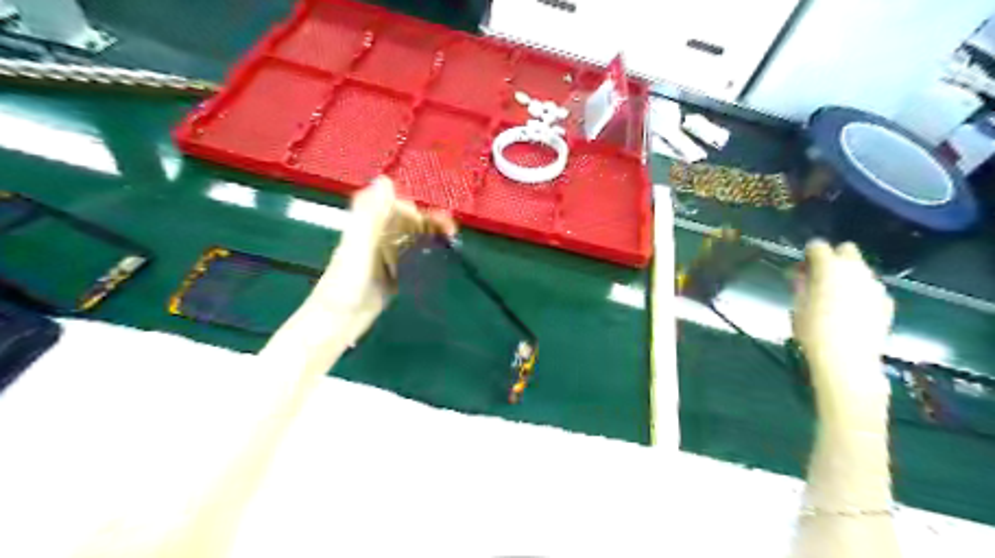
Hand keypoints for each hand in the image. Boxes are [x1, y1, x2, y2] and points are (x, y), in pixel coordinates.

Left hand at [316, 176, 456, 345]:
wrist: (337, 323)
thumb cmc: (345, 284)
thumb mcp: (357, 246)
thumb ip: (370, 214)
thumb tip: (386, 179)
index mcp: (367, 226)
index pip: (396, 207)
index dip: (417, 209)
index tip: (436, 220)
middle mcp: (376, 237)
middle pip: (407, 221)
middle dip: (429, 222)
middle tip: (452, 232)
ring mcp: (385, 257)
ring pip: (412, 238)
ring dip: (431, 236)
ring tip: (451, 241)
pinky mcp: (393, 275)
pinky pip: (412, 257)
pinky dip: (426, 254)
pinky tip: (440, 259)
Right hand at [795, 240, 894, 430]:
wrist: (847, 361)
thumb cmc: (813, 332)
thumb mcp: (797, 306)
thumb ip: (800, 285)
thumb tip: (801, 274)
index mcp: (829, 269)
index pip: (818, 246)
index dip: (808, 254)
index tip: (801, 268)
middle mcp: (856, 271)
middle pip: (846, 250)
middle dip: (833, 259)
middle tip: (819, 278)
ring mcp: (875, 286)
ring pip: (860, 270)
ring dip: (846, 276)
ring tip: (834, 297)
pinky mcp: (886, 302)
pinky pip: (870, 288)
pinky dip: (859, 292)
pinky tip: (850, 311)